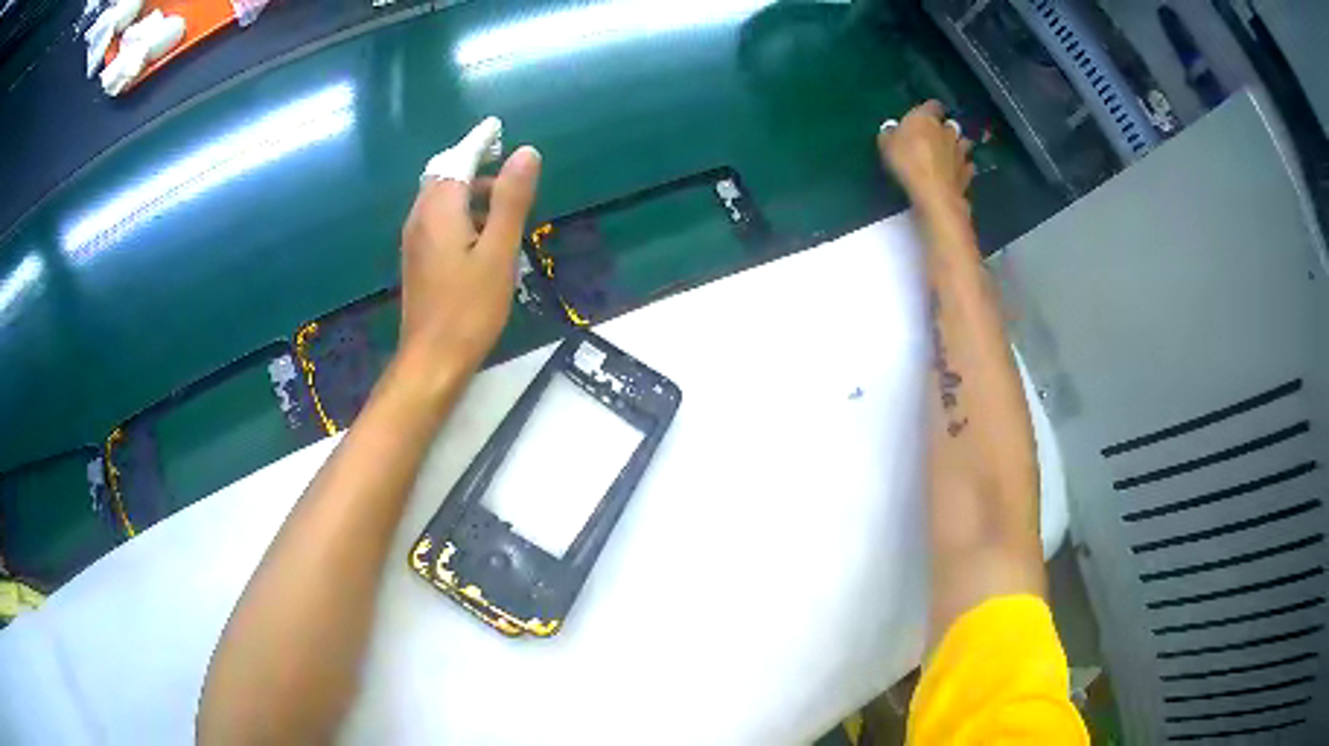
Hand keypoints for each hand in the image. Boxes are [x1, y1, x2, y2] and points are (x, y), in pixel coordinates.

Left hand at [396, 140, 541, 391]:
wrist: (432, 359)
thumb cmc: (469, 308)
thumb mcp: (499, 251)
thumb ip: (511, 200)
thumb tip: (526, 153)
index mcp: (439, 210)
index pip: (459, 160)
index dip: (480, 141)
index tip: (497, 128)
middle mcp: (420, 217)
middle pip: (444, 175)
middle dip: (473, 162)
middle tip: (505, 161)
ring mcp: (415, 240)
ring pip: (440, 198)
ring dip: (469, 189)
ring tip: (504, 200)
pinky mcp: (418, 259)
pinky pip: (438, 219)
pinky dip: (461, 210)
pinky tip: (482, 231)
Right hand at [878, 101, 973, 216]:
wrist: (933, 193)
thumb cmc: (907, 162)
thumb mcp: (886, 145)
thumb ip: (890, 134)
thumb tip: (892, 131)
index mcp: (926, 118)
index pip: (933, 105)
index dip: (929, 110)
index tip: (923, 116)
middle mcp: (947, 131)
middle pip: (950, 124)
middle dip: (945, 129)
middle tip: (935, 138)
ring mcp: (960, 152)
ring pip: (964, 143)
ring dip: (958, 146)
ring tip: (949, 154)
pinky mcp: (967, 173)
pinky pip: (968, 165)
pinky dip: (964, 167)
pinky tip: (956, 172)